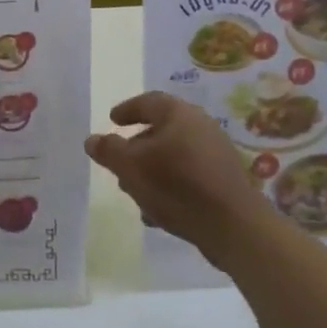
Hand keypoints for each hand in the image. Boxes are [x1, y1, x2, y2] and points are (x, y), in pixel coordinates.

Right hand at [86, 93, 270, 267]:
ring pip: (174, 156)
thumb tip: (92, 139)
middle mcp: (200, 126)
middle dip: (137, 147)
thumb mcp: (131, 167)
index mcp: (178, 114)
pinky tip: (157, 211)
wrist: (234, 226)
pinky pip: (189, 176)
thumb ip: (109, 150)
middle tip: (120, 162)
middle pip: (161, 130)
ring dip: (152, 170)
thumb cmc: (177, 186)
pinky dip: (170, 186)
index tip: (112, 120)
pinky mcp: (224, 180)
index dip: (127, 110)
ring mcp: (215, 153)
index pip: (148, 101)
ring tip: (135, 191)